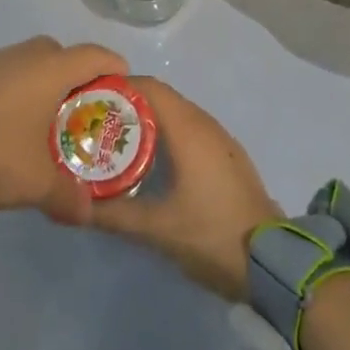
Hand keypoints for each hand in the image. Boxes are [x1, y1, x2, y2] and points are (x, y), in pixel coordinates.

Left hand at [0, 36, 127, 225]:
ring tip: (46, 118)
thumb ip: (68, 195)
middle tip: (83, 107)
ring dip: (43, 81)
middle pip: (62, 53)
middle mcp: (25, 56)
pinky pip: (7, 73)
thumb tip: (88, 212)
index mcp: (50, 69)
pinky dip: (18, 89)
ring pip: (31, 62)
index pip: (93, 54)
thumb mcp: (36, 182)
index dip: (113, 66)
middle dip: (76, 75)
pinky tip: (11, 122)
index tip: (124, 83)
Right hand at [90, 77, 280, 300]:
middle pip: (161, 98)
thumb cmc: (212, 235)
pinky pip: (190, 129)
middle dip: (128, 105)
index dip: (118, 88)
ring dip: (148, 119)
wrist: (272, 261)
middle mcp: (205, 123)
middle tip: (97, 124)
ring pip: (177, 114)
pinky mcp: (227, 156)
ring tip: (117, 141)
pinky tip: (153, 159)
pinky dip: (167, 133)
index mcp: (188, 129)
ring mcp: (220, 139)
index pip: (149, 88)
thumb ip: (114, 214)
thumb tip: (77, 205)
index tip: (91, 101)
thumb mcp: (157, 229)